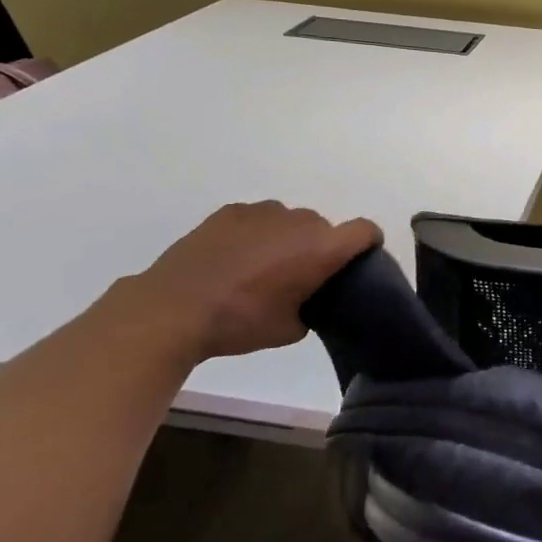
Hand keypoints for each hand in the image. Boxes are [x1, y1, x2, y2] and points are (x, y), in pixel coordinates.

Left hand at [123, 202, 382, 362]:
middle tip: (299, 277)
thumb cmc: (241, 322)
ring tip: (262, 267)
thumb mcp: (291, 329)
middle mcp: (300, 221)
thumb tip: (307, 298)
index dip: (368, 244)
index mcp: (322, 248)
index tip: (358, 262)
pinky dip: (256, 234)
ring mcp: (264, 212)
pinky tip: (234, 259)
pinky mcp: (231, 212)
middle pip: (325, 228)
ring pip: (290, 221)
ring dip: (287, 239)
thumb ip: (312, 306)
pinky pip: (258, 219)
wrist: (173, 308)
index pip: (365, 230)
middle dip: (319, 248)